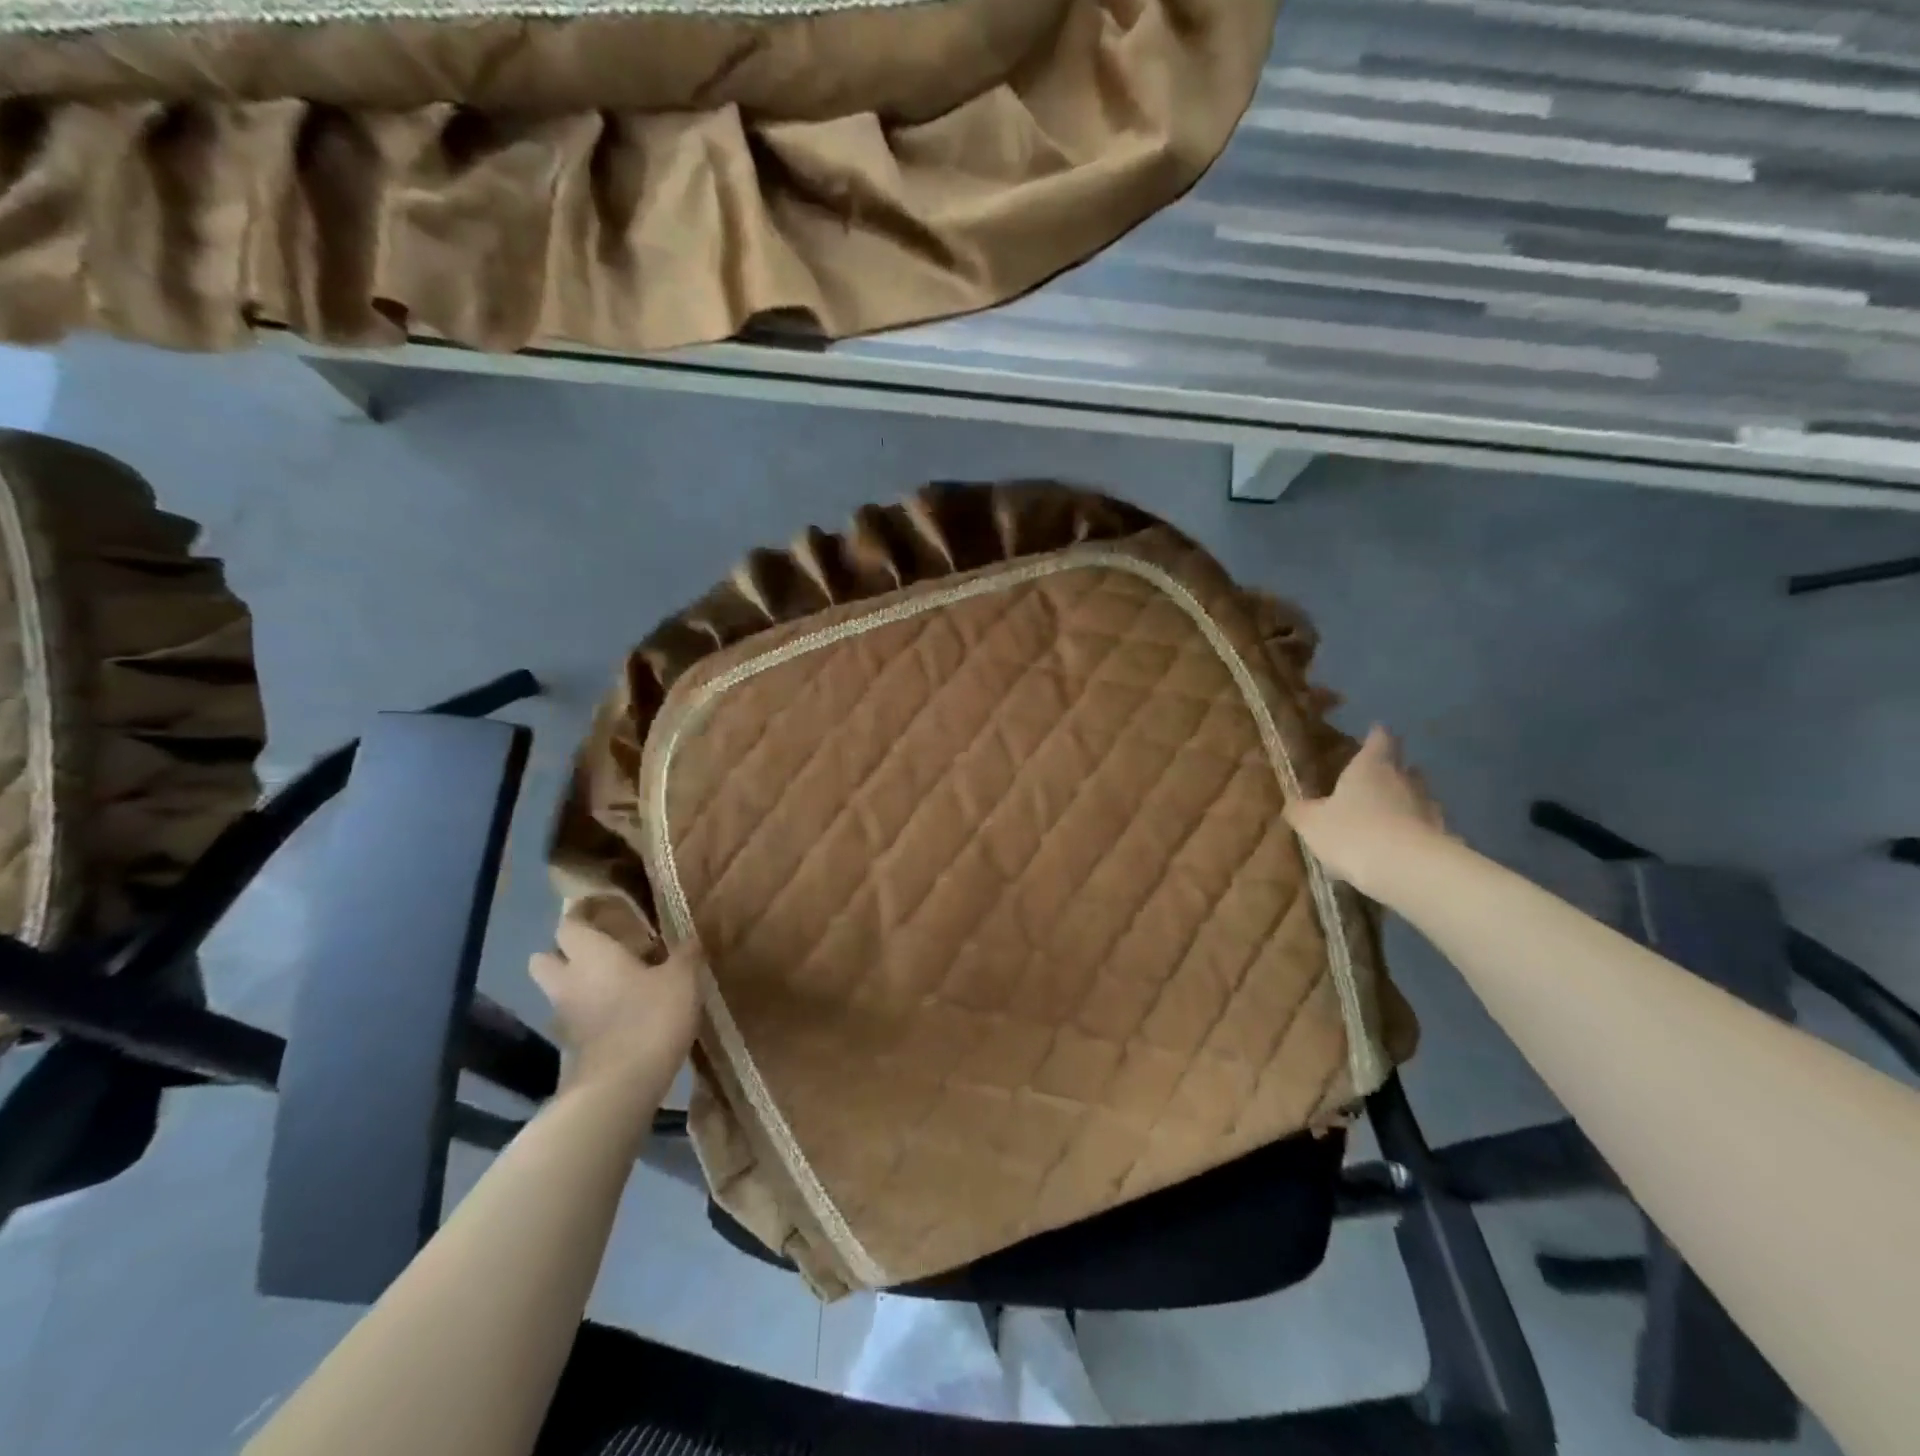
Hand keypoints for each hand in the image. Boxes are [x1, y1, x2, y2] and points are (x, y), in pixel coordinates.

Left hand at [529, 908, 702, 1100]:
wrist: (621, 1088)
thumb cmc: (650, 1018)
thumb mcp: (682, 979)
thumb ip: (685, 954)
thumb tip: (691, 937)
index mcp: (590, 955)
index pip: (569, 923)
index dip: (582, 913)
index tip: (603, 908)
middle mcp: (567, 981)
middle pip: (544, 958)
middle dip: (564, 951)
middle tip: (601, 949)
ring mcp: (564, 1018)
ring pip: (558, 991)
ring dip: (578, 985)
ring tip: (617, 983)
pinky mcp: (571, 1048)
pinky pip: (574, 1019)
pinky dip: (589, 1013)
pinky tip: (621, 1015)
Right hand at [1284, 726, 1449, 900]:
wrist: (1409, 870)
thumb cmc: (1353, 834)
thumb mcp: (1312, 823)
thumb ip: (1301, 811)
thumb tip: (1294, 804)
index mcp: (1371, 768)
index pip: (1379, 739)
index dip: (1376, 735)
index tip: (1375, 732)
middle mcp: (1404, 780)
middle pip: (1404, 767)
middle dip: (1394, 770)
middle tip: (1378, 778)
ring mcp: (1428, 808)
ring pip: (1419, 797)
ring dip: (1407, 802)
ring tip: (1390, 816)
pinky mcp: (1443, 837)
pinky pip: (1427, 828)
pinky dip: (1416, 832)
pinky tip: (1403, 847)